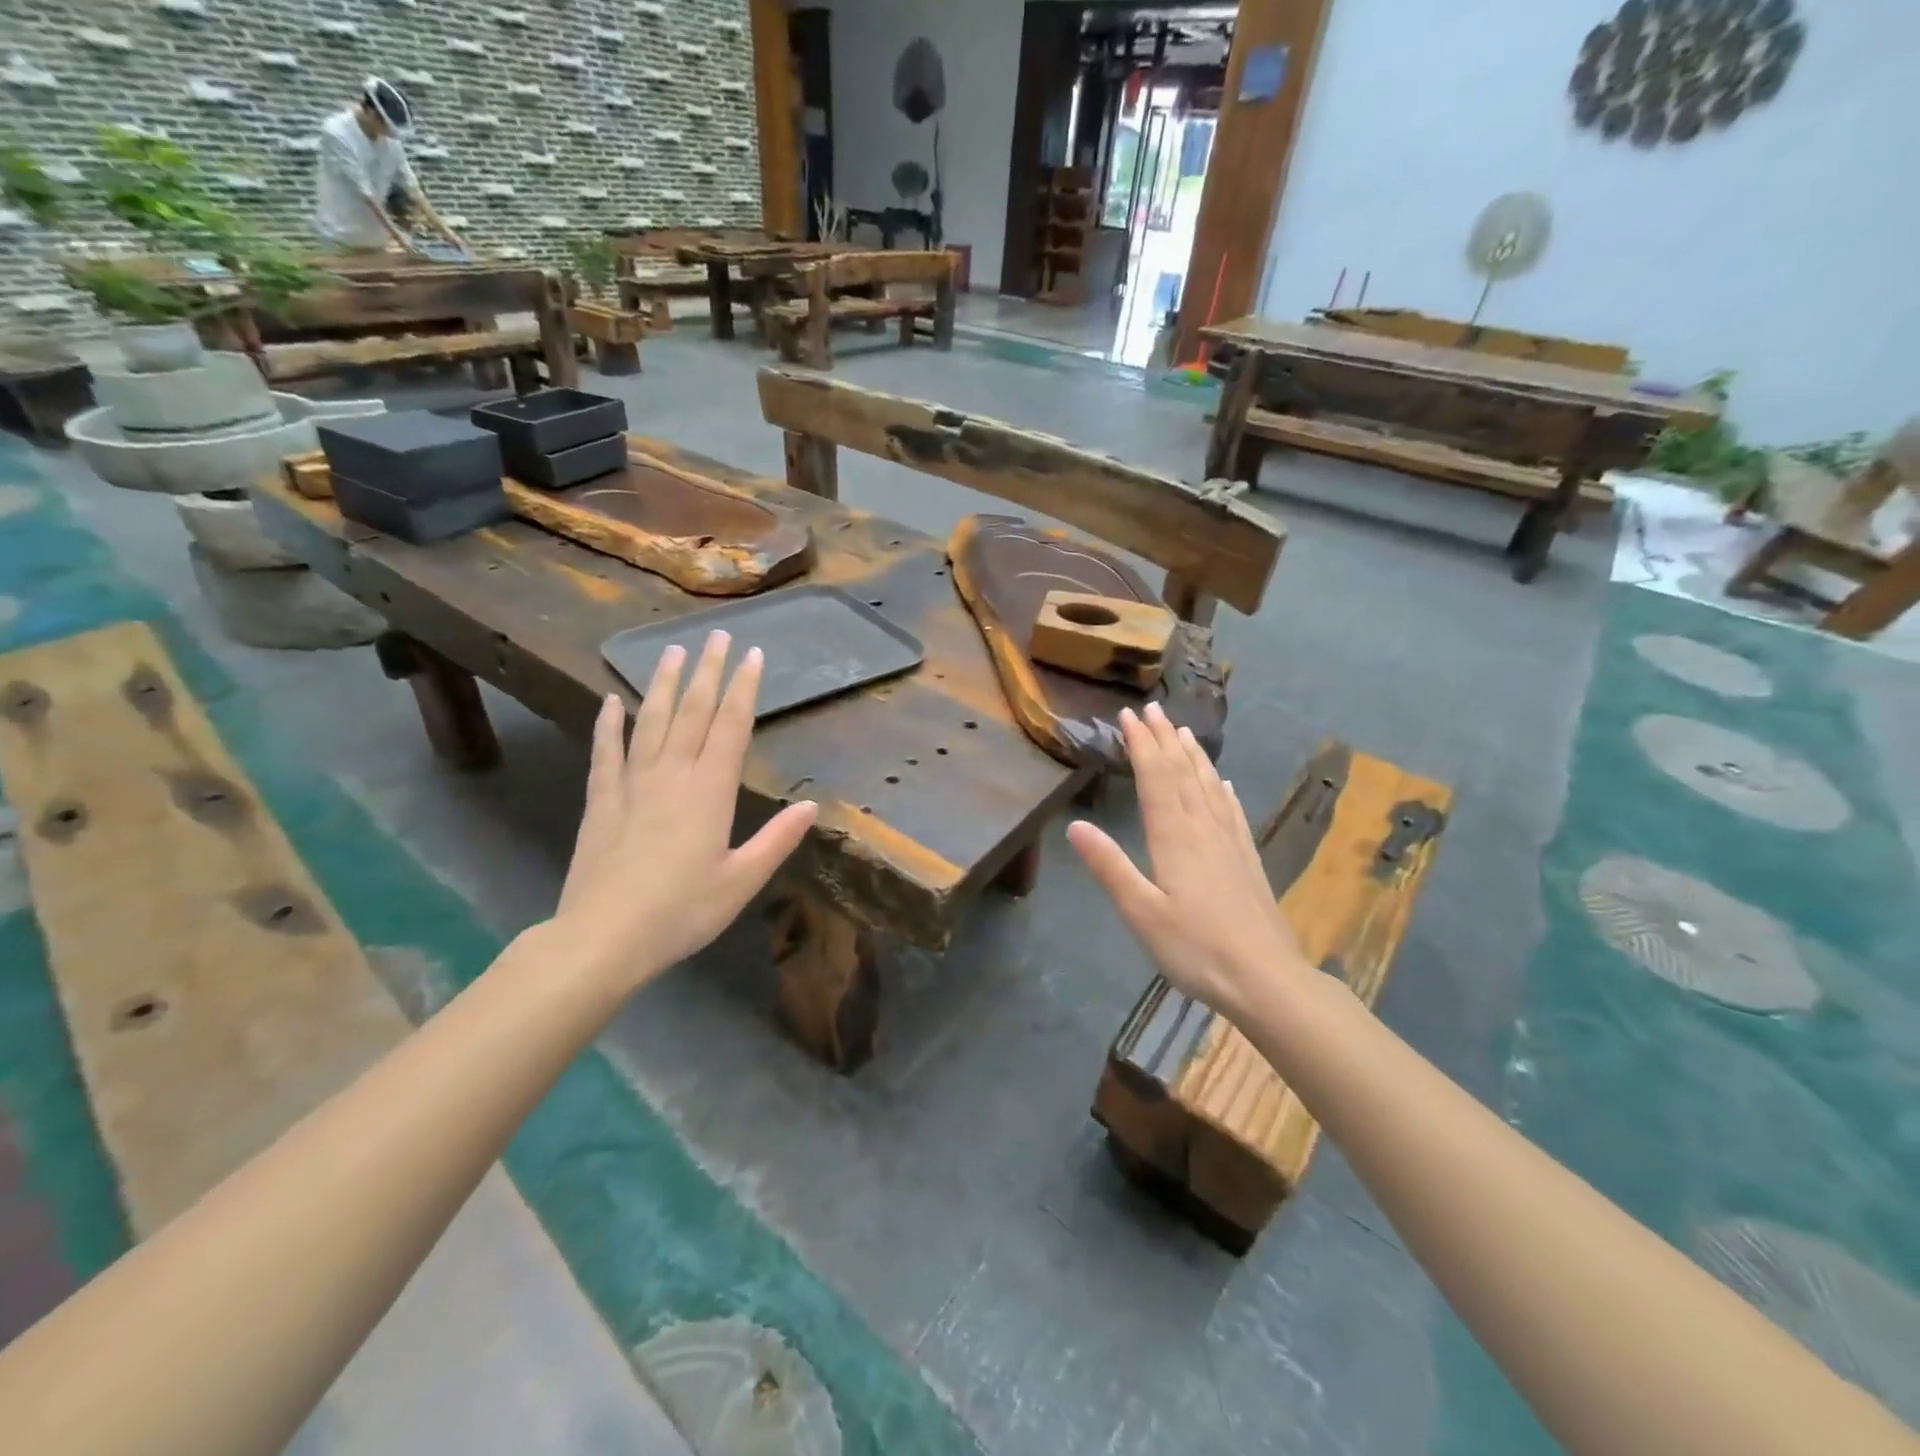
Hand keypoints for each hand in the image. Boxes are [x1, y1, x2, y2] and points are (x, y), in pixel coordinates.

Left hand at [555, 631, 816, 991]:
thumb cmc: (682, 912)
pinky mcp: (601, 800)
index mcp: (710, 791)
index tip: (752, 655)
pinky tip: (611, 701)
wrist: (604, 937)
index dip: (743, 688)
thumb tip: (811, 806)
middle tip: (716, 636)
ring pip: (650, 721)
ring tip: (671, 650)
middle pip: (692, 712)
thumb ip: (777, 840)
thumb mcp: (742, 881)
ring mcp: (632, 784)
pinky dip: (608, 724)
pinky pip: (606, 752)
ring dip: (663, 683)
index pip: (730, 726)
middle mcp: (672, 775)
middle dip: (707, 671)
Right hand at [1068, 703, 1304, 1016]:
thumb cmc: (1196, 948)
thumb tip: (1075, 825)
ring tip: (1184, 730)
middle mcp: (1204, 828)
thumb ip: (1109, 867)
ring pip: (1209, 785)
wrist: (1266, 979)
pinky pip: (1232, 811)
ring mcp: (1230, 842)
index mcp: (1175, 836)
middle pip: (1183, 772)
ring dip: (1193, 755)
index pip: (1156, 777)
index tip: (1128, 715)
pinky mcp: (1247, 859)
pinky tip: (1223, 783)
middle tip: (1152, 709)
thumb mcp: (1141, 912)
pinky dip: (1222, 789)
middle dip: (1164, 739)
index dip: (1141, 744)